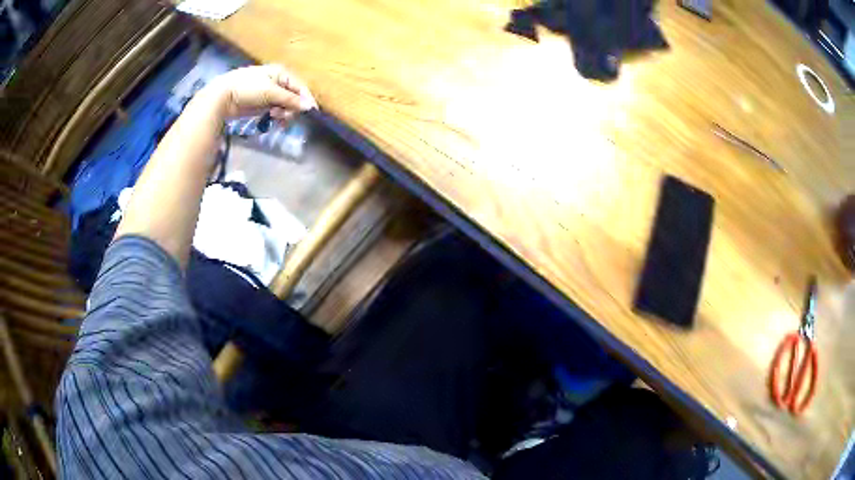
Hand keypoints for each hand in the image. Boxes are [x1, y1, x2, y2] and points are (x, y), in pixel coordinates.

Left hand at [204, 64, 317, 122]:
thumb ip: (290, 100)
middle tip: (284, 117)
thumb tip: (309, 107)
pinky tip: (272, 119)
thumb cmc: (248, 88)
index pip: (300, 87)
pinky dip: (276, 116)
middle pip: (293, 97)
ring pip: (285, 105)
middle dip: (292, 108)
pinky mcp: (262, 104)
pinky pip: (275, 111)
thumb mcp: (271, 92)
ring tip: (275, 117)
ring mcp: (270, 94)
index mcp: (282, 73)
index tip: (311, 113)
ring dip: (283, 113)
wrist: (223, 97)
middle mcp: (278, 82)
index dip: (306, 99)